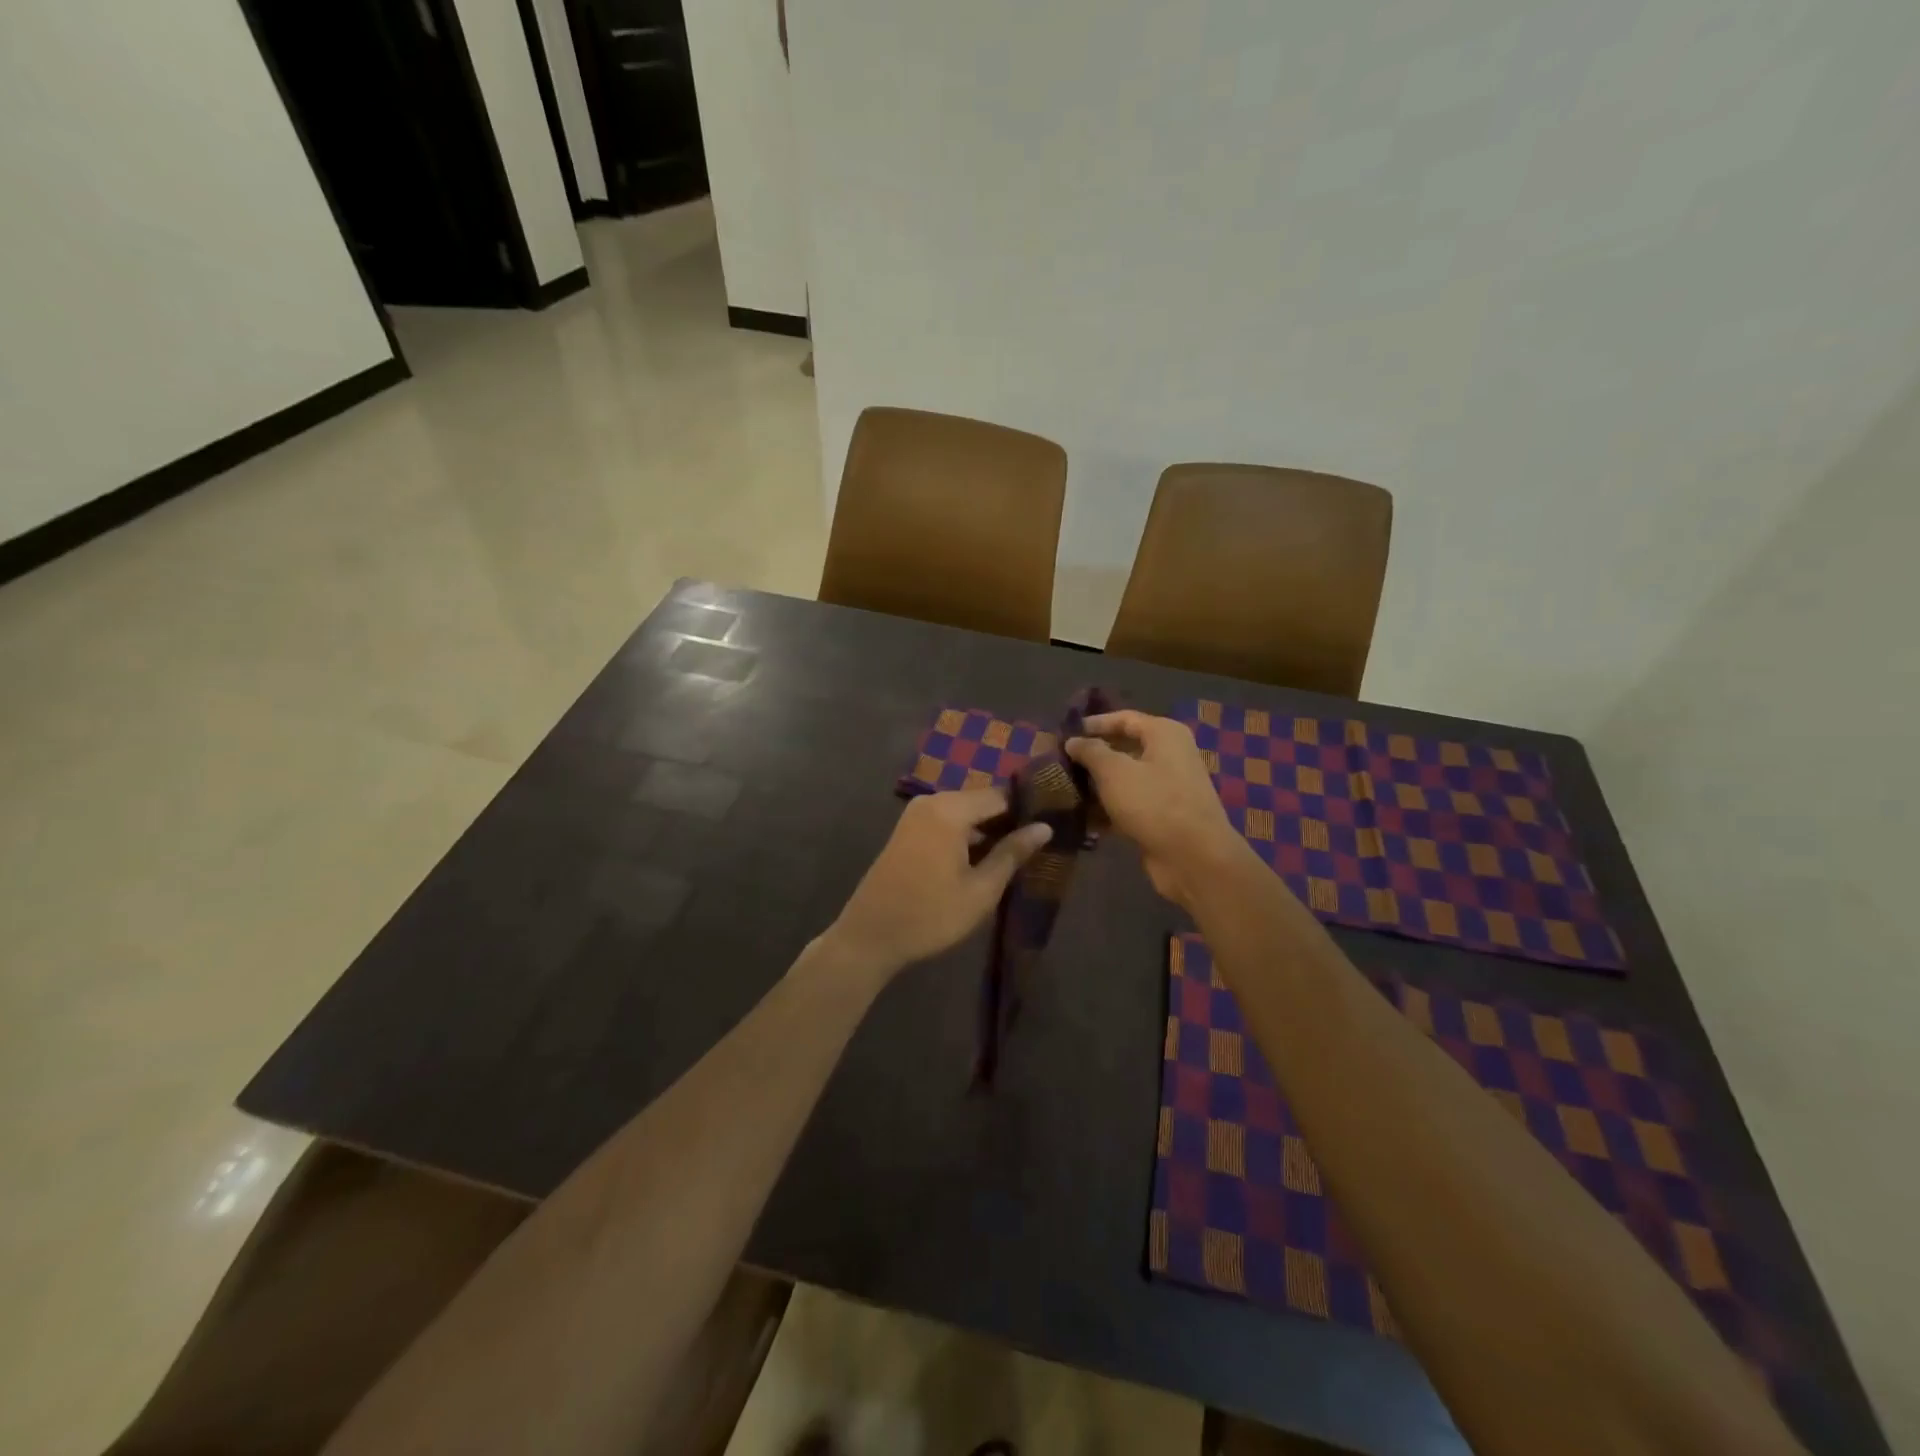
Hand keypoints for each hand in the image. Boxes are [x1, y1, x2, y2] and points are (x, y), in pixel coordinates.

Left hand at [825, 789, 1052, 977]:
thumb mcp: (981, 890)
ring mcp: (916, 815)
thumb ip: (1012, 853)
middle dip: (1009, 820)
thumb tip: (1044, 827)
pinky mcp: (907, 830)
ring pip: (965, 812)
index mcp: (950, 810)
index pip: (1001, 795)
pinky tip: (985, 857)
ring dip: (988, 829)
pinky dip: (967, 835)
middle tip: (1039, 843)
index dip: (1028, 809)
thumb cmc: (930, 915)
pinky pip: (947, 822)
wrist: (870, 936)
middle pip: (982, 801)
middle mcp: (932, 801)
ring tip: (1019, 853)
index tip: (1054, 824)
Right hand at [1066, 711, 1246, 910]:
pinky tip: (1082, 817)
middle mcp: (1170, 755)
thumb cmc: (1154, 803)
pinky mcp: (1163, 816)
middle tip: (1060, 762)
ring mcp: (1168, 787)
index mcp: (1164, 734)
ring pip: (1125, 778)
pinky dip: (1109, 808)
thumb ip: (1090, 751)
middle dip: (1093, 756)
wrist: (1194, 857)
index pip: (1124, 718)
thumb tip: (1073, 741)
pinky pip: (1130, 804)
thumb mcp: (1114, 772)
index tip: (1065, 733)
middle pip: (1124, 748)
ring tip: (1064, 789)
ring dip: (1097, 784)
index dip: (1094, 724)